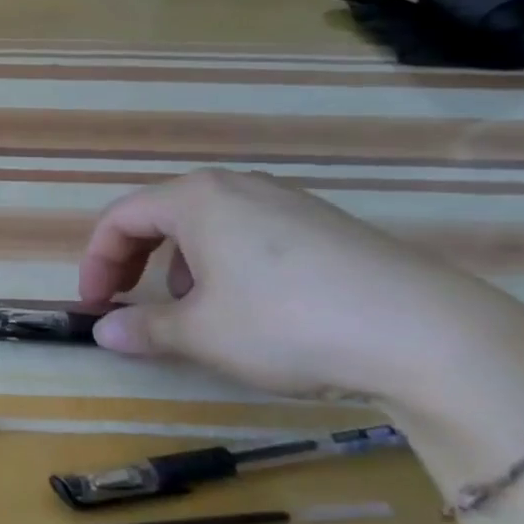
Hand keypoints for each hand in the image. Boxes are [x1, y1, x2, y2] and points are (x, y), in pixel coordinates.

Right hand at [77, 169, 523, 406]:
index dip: (95, 262)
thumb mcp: (201, 333)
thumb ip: (143, 329)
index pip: (120, 219)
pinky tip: (248, 305)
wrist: (430, 335)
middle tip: (124, 302)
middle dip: (132, 260)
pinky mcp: (325, 226)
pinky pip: (249, 233)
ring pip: (205, 224)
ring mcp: (286, 202)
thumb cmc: (287, 323)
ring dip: (176, 263)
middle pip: (159, 215)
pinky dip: (223, 263)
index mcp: (196, 199)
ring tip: (188, 308)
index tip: (93, 305)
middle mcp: (237, 187)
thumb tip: (103, 333)